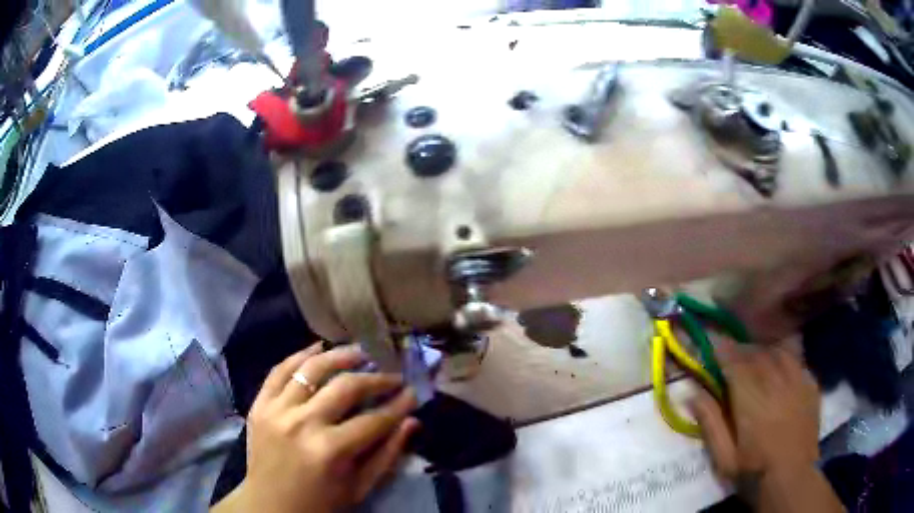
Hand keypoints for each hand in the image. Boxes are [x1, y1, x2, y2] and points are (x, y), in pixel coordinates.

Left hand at [216, 345, 418, 512]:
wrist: (269, 505)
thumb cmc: (320, 502)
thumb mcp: (359, 487)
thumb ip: (387, 454)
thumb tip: (412, 421)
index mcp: (331, 451)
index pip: (374, 419)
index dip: (398, 404)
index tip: (412, 393)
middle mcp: (303, 424)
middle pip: (346, 387)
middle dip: (375, 378)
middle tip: (391, 375)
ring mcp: (277, 410)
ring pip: (312, 369)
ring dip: (339, 356)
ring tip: (360, 353)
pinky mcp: (259, 405)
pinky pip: (279, 370)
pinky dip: (299, 356)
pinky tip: (318, 348)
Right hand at [691, 339, 842, 511]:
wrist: (792, 479)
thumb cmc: (753, 472)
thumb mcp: (723, 457)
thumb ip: (710, 423)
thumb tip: (692, 393)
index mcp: (751, 399)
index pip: (734, 361)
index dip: (722, 350)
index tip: (712, 346)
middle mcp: (776, 381)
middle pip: (756, 352)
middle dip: (741, 351)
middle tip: (731, 358)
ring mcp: (797, 380)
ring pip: (777, 351)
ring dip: (763, 352)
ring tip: (755, 361)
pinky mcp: (810, 385)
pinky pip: (796, 360)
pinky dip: (784, 359)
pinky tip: (779, 371)